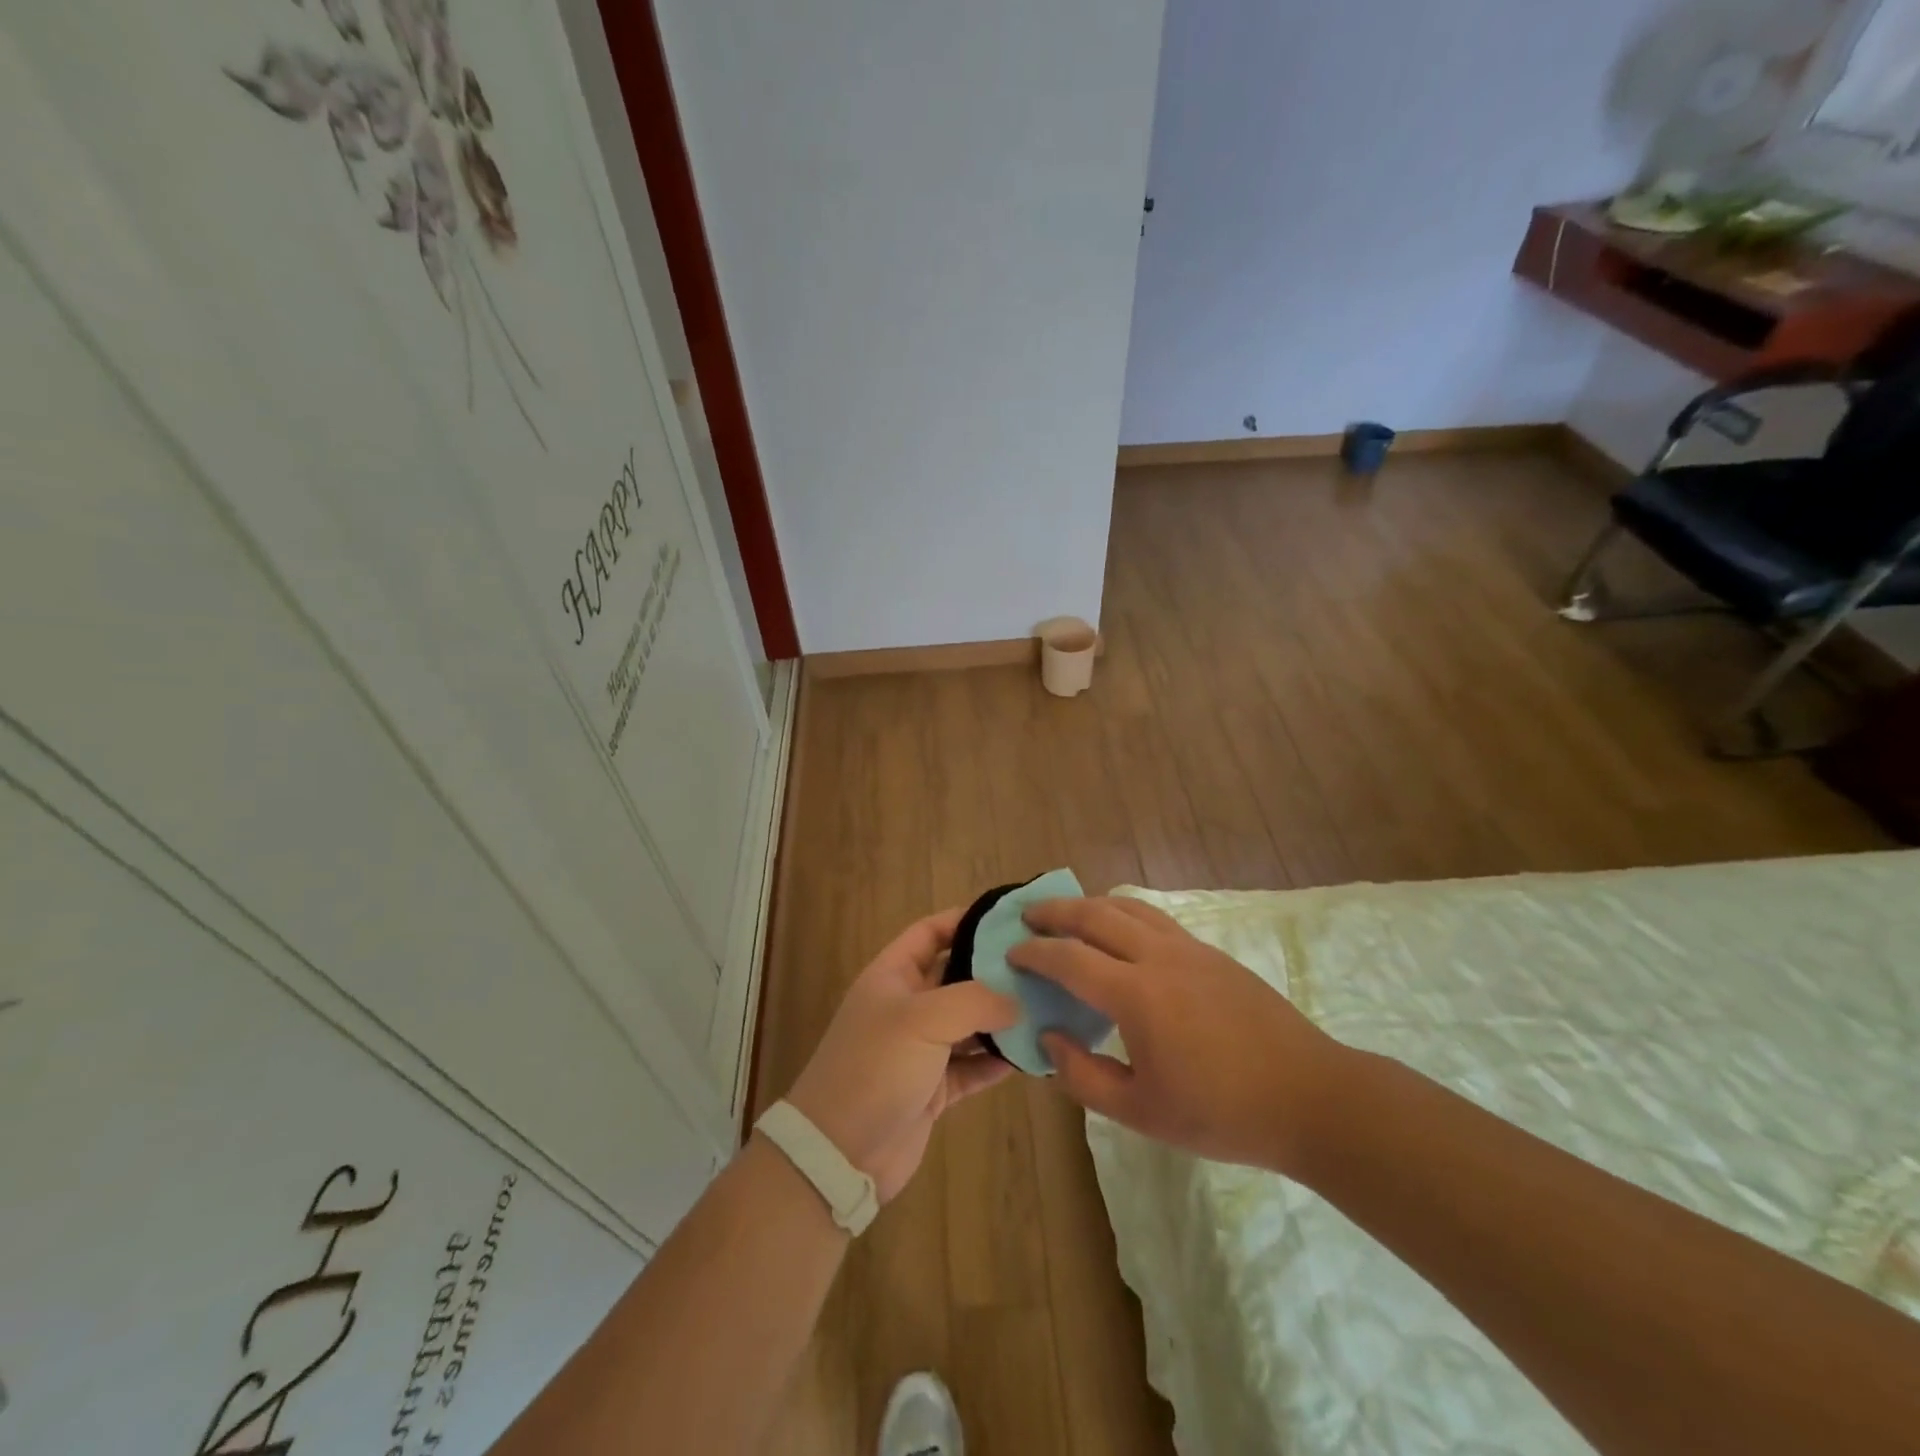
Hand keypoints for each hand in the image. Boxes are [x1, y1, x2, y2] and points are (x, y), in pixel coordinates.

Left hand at [784, 908, 1019, 1202]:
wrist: (840, 1153)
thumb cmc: (876, 1067)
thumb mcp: (922, 1019)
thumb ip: (974, 1000)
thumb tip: (1016, 1002)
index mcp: (893, 976)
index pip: (930, 932)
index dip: (965, 920)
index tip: (1009, 919)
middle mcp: (907, 1007)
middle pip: (956, 977)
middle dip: (993, 972)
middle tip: (1041, 966)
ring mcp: (920, 1050)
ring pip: (969, 1024)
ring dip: (1001, 1019)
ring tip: (1046, 1008)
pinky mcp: (933, 1089)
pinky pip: (972, 1067)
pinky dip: (997, 1061)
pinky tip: (1030, 1055)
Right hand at [1009, 897, 1345, 1175]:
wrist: (1310, 1096)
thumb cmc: (1221, 1113)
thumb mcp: (1141, 1113)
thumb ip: (1083, 1076)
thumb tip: (1050, 1038)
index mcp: (1136, 995)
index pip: (1069, 958)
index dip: (1035, 952)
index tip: (1011, 952)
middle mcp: (1158, 957)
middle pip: (1095, 915)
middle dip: (1055, 911)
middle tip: (1028, 915)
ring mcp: (1190, 949)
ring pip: (1128, 907)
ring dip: (1091, 904)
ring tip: (1068, 913)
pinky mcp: (1212, 953)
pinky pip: (1155, 918)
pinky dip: (1124, 913)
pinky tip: (1121, 932)